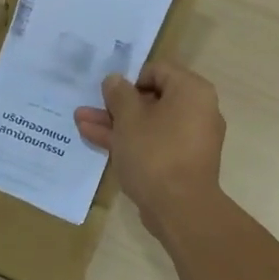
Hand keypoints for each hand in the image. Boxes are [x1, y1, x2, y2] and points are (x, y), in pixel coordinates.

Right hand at [74, 61, 224, 238]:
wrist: (180, 208)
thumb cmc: (155, 152)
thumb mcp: (129, 118)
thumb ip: (119, 94)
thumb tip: (115, 80)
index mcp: (191, 91)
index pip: (158, 70)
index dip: (129, 78)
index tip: (107, 92)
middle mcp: (197, 110)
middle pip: (151, 98)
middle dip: (116, 104)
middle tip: (89, 107)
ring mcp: (190, 138)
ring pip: (148, 123)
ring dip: (116, 123)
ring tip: (81, 122)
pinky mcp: (181, 161)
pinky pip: (153, 142)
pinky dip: (129, 140)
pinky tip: (96, 139)